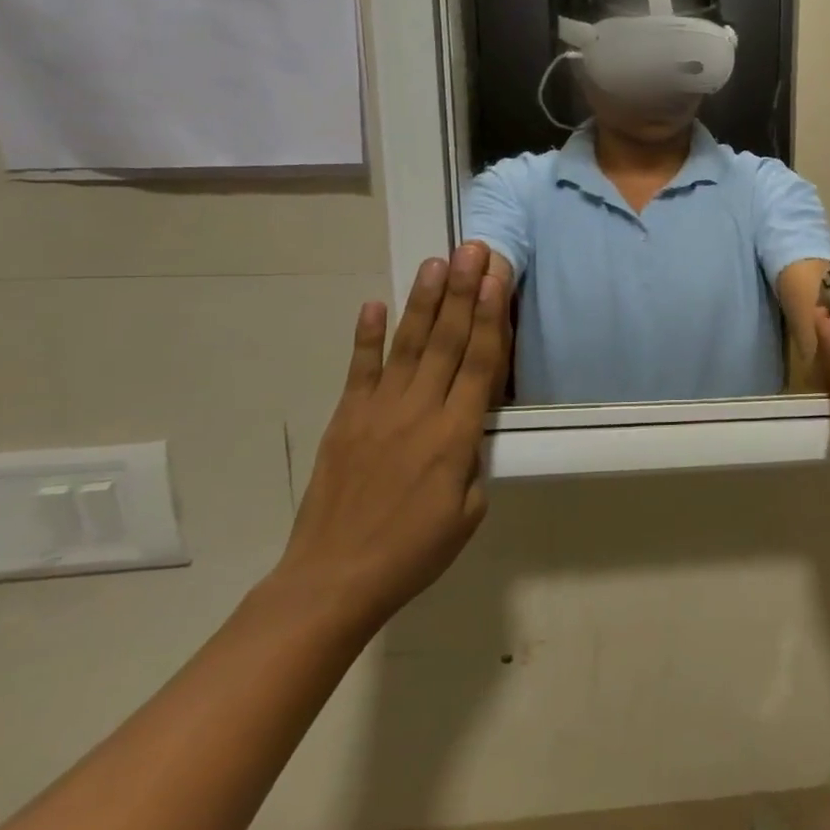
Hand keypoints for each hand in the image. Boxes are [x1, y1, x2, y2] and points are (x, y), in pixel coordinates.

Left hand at [274, 242, 509, 627]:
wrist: (333, 579)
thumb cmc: (414, 551)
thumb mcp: (469, 512)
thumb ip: (473, 460)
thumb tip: (469, 427)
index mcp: (457, 435)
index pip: (480, 363)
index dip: (490, 317)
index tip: (496, 279)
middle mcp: (420, 411)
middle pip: (447, 341)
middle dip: (462, 292)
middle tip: (472, 250)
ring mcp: (378, 411)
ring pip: (407, 345)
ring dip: (424, 302)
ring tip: (435, 263)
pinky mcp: (346, 420)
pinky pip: (359, 370)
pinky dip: (366, 336)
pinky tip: (374, 304)